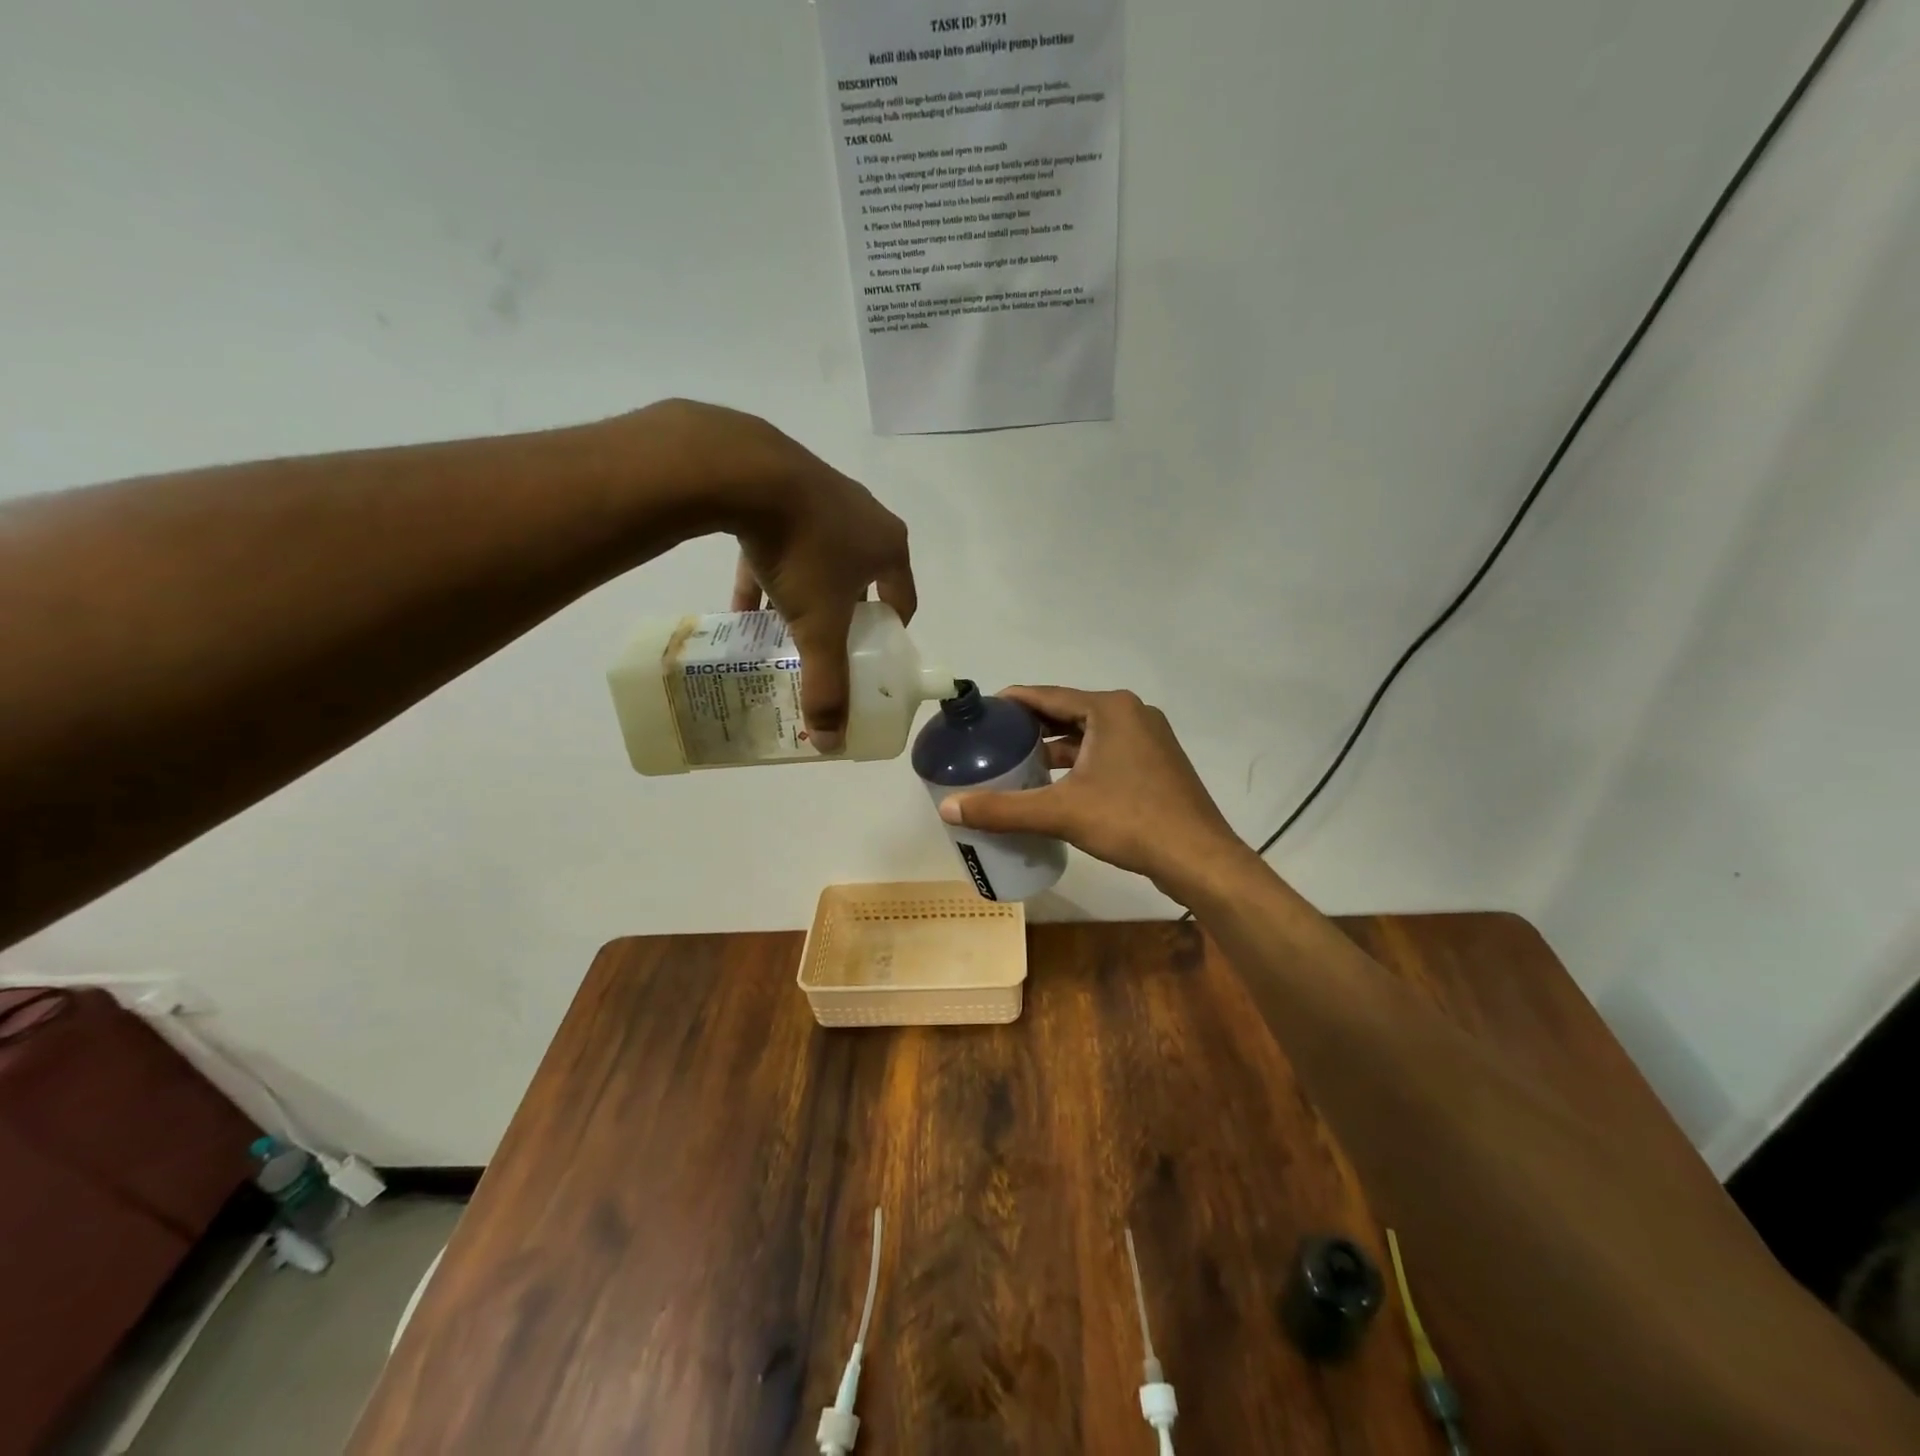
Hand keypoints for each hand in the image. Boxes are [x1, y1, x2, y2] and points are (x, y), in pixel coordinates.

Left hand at [632, 400, 915, 752]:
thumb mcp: (818, 627)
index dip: (890, 633)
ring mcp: (824, 495)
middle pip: (862, 579)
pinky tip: (742, 603)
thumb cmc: (803, 552)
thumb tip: (831, 743)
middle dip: (844, 615)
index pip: (903, 599)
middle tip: (825, 645)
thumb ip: (827, 684)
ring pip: (819, 558)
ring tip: (784, 628)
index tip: (870, 658)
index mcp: (889, 546)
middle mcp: (865, 517)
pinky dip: (767, 572)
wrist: (746, 471)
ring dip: (805, 594)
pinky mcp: (783, 483)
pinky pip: (781, 539)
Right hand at [936, 685, 1256, 902]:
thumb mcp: (1061, 811)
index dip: (1012, 702)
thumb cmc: (1130, 821)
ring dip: (1055, 745)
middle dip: (1031, 725)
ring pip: (1089, 733)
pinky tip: (1058, 782)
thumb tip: (947, 807)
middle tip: (993, 740)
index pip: (1048, 695)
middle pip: (1068, 712)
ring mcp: (1149, 738)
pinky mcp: (1156, 763)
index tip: (982, 713)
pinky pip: (1106, 750)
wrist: (1198, 857)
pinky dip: (1079, 761)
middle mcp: (1131, 713)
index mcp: (1110, 709)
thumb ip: (1003, 808)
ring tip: (1018, 761)